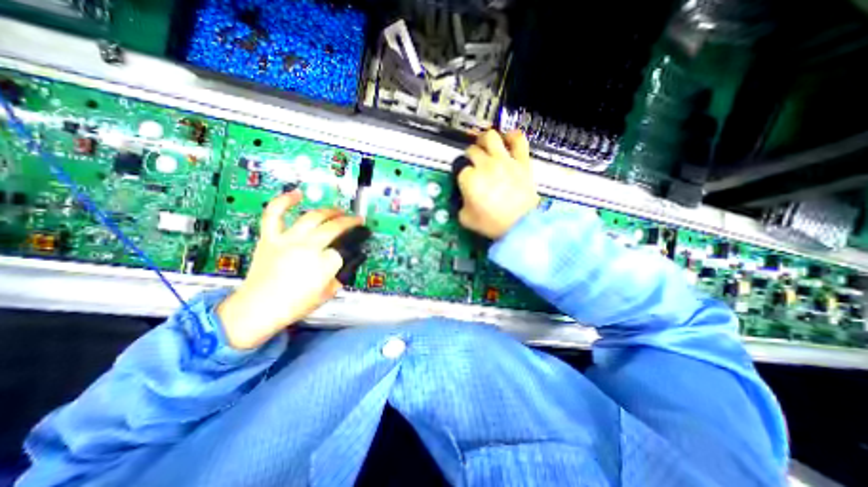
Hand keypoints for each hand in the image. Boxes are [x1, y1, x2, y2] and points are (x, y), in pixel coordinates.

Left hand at [221, 190, 365, 349]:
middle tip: (357, 220)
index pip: (346, 248)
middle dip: (350, 222)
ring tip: (339, 210)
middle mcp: (308, 247)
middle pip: (334, 227)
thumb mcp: (329, 292)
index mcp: (324, 264)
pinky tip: (297, 194)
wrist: (258, 309)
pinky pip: (275, 214)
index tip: (359, 242)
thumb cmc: (295, 305)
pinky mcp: (270, 238)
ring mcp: (288, 240)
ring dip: (330, 211)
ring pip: (313, 217)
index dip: (354, 245)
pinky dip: (285, 201)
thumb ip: (343, 273)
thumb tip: (353, 258)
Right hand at [457, 129, 540, 238]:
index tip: (464, 181)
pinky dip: (512, 137)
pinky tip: (508, 140)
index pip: (460, 169)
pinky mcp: (521, 161)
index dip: (461, 175)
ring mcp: (504, 161)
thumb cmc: (492, 223)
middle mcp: (485, 165)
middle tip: (472, 164)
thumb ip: (459, 205)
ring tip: (484, 145)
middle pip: (472, 150)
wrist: (520, 225)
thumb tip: (462, 198)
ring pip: (490, 137)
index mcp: (469, 179)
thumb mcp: (466, 219)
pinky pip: (518, 140)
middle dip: (469, 157)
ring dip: (484, 140)